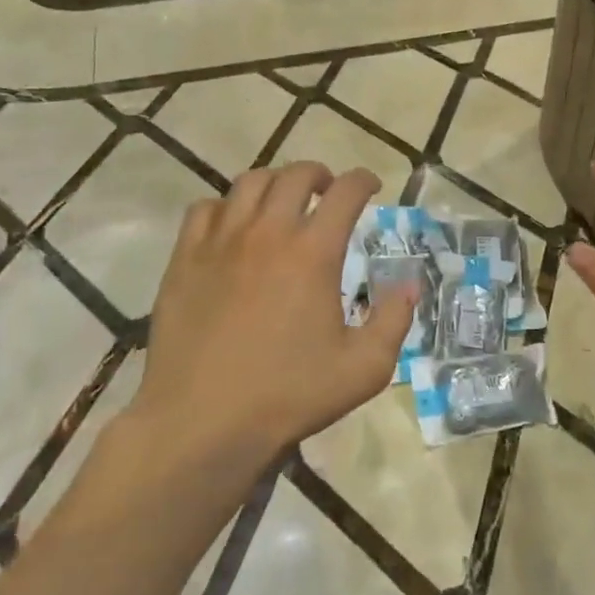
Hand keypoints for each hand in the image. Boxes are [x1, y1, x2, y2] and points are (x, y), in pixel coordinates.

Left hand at [136, 162, 413, 467]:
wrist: (202, 421)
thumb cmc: (288, 395)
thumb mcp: (364, 368)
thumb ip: (394, 320)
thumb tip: (408, 283)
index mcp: (314, 252)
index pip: (346, 191)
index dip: (364, 180)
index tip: (372, 187)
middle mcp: (268, 232)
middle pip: (296, 175)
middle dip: (321, 174)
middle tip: (329, 190)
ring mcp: (221, 241)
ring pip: (249, 183)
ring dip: (275, 182)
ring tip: (282, 201)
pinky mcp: (185, 258)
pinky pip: (205, 209)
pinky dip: (226, 206)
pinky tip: (233, 226)